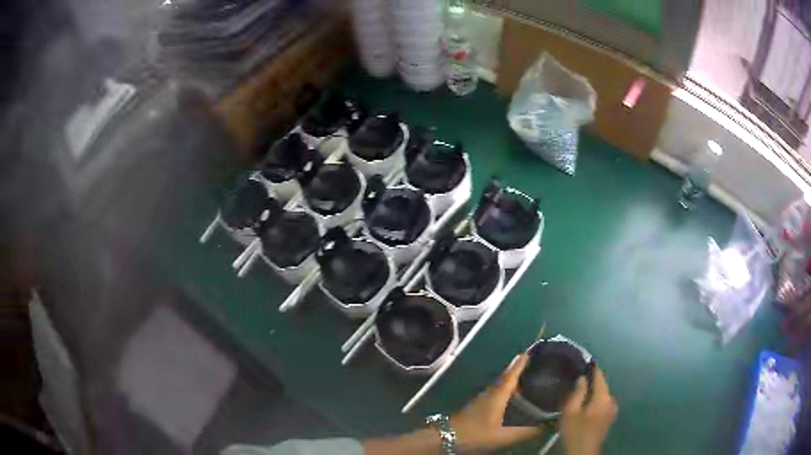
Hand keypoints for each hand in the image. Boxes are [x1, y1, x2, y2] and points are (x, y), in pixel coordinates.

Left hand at [450, 354, 541, 451]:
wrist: (446, 437)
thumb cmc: (475, 434)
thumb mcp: (503, 436)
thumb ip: (526, 432)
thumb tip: (548, 426)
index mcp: (498, 395)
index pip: (512, 374)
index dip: (521, 363)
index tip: (532, 350)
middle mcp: (490, 393)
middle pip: (507, 377)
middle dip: (520, 369)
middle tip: (538, 365)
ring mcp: (483, 399)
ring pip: (502, 385)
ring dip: (514, 380)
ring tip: (531, 379)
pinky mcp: (479, 406)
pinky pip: (498, 393)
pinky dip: (508, 390)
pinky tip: (515, 398)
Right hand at [560, 368, 617, 454]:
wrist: (583, 451)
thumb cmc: (575, 431)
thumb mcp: (570, 412)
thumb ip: (577, 393)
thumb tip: (582, 378)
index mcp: (603, 397)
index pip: (600, 375)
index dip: (592, 367)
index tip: (583, 362)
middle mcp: (612, 400)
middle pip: (602, 385)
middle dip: (591, 382)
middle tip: (576, 382)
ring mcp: (613, 409)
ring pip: (602, 394)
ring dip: (593, 393)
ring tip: (579, 394)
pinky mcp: (610, 416)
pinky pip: (603, 402)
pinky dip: (596, 400)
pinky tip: (586, 406)